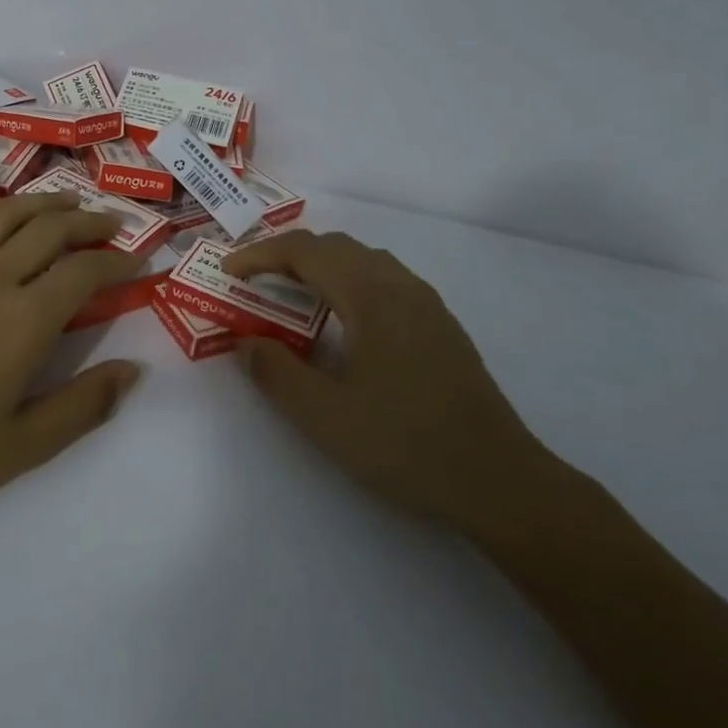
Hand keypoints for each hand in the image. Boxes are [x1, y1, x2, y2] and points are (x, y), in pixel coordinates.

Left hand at [0, 191, 143, 521]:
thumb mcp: (24, 448)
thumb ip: (84, 406)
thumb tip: (133, 370)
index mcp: (23, 320)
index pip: (84, 273)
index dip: (118, 262)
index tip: (139, 261)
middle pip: (48, 231)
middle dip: (88, 222)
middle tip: (112, 224)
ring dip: (38, 203)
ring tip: (65, 201)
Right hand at [222, 229, 549, 534]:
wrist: (499, 480)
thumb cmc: (406, 444)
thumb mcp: (325, 416)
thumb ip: (276, 373)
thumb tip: (244, 341)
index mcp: (370, 295)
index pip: (304, 250)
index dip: (260, 254)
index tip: (228, 271)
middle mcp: (399, 285)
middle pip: (334, 247)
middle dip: (287, 255)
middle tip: (253, 282)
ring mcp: (426, 303)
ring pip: (363, 260)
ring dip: (320, 267)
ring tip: (292, 297)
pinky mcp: (440, 325)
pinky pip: (384, 280)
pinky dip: (348, 282)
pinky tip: (343, 323)